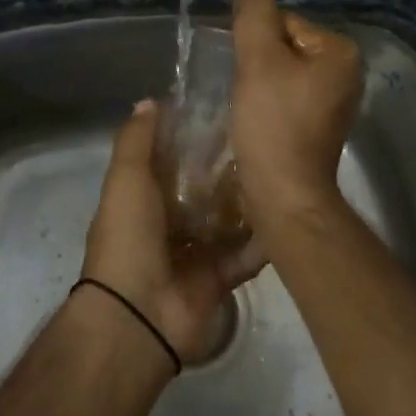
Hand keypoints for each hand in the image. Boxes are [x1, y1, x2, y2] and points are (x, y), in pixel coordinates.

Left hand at [83, 100, 264, 362]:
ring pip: (228, 219)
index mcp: (142, 199)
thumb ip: (136, 141)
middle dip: (227, 168)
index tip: (223, 110)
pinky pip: (247, 253)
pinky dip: (265, 238)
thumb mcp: (126, 179)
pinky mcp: (220, 277)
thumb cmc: (128, 238)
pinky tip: (290, 211)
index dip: (191, 137)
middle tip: (264, 138)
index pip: (170, 161)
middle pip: (203, 189)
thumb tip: (150, 101)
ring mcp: (195, 252)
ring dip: (249, 199)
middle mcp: (168, 223)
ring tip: (282, 167)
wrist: (139, 315)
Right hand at [229, 0, 363, 223]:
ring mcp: (338, 100)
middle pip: (286, 46)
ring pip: (285, 73)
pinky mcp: (323, 124)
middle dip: (260, 63)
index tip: (243, 71)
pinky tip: (259, 119)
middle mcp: (348, 72)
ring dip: (262, 83)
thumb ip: (253, 14)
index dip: (255, 42)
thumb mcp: (258, 60)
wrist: (284, 191)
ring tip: (250, 106)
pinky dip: (271, 102)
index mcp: (340, 51)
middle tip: (245, 90)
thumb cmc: (273, 123)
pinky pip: (290, 96)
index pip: (285, 22)